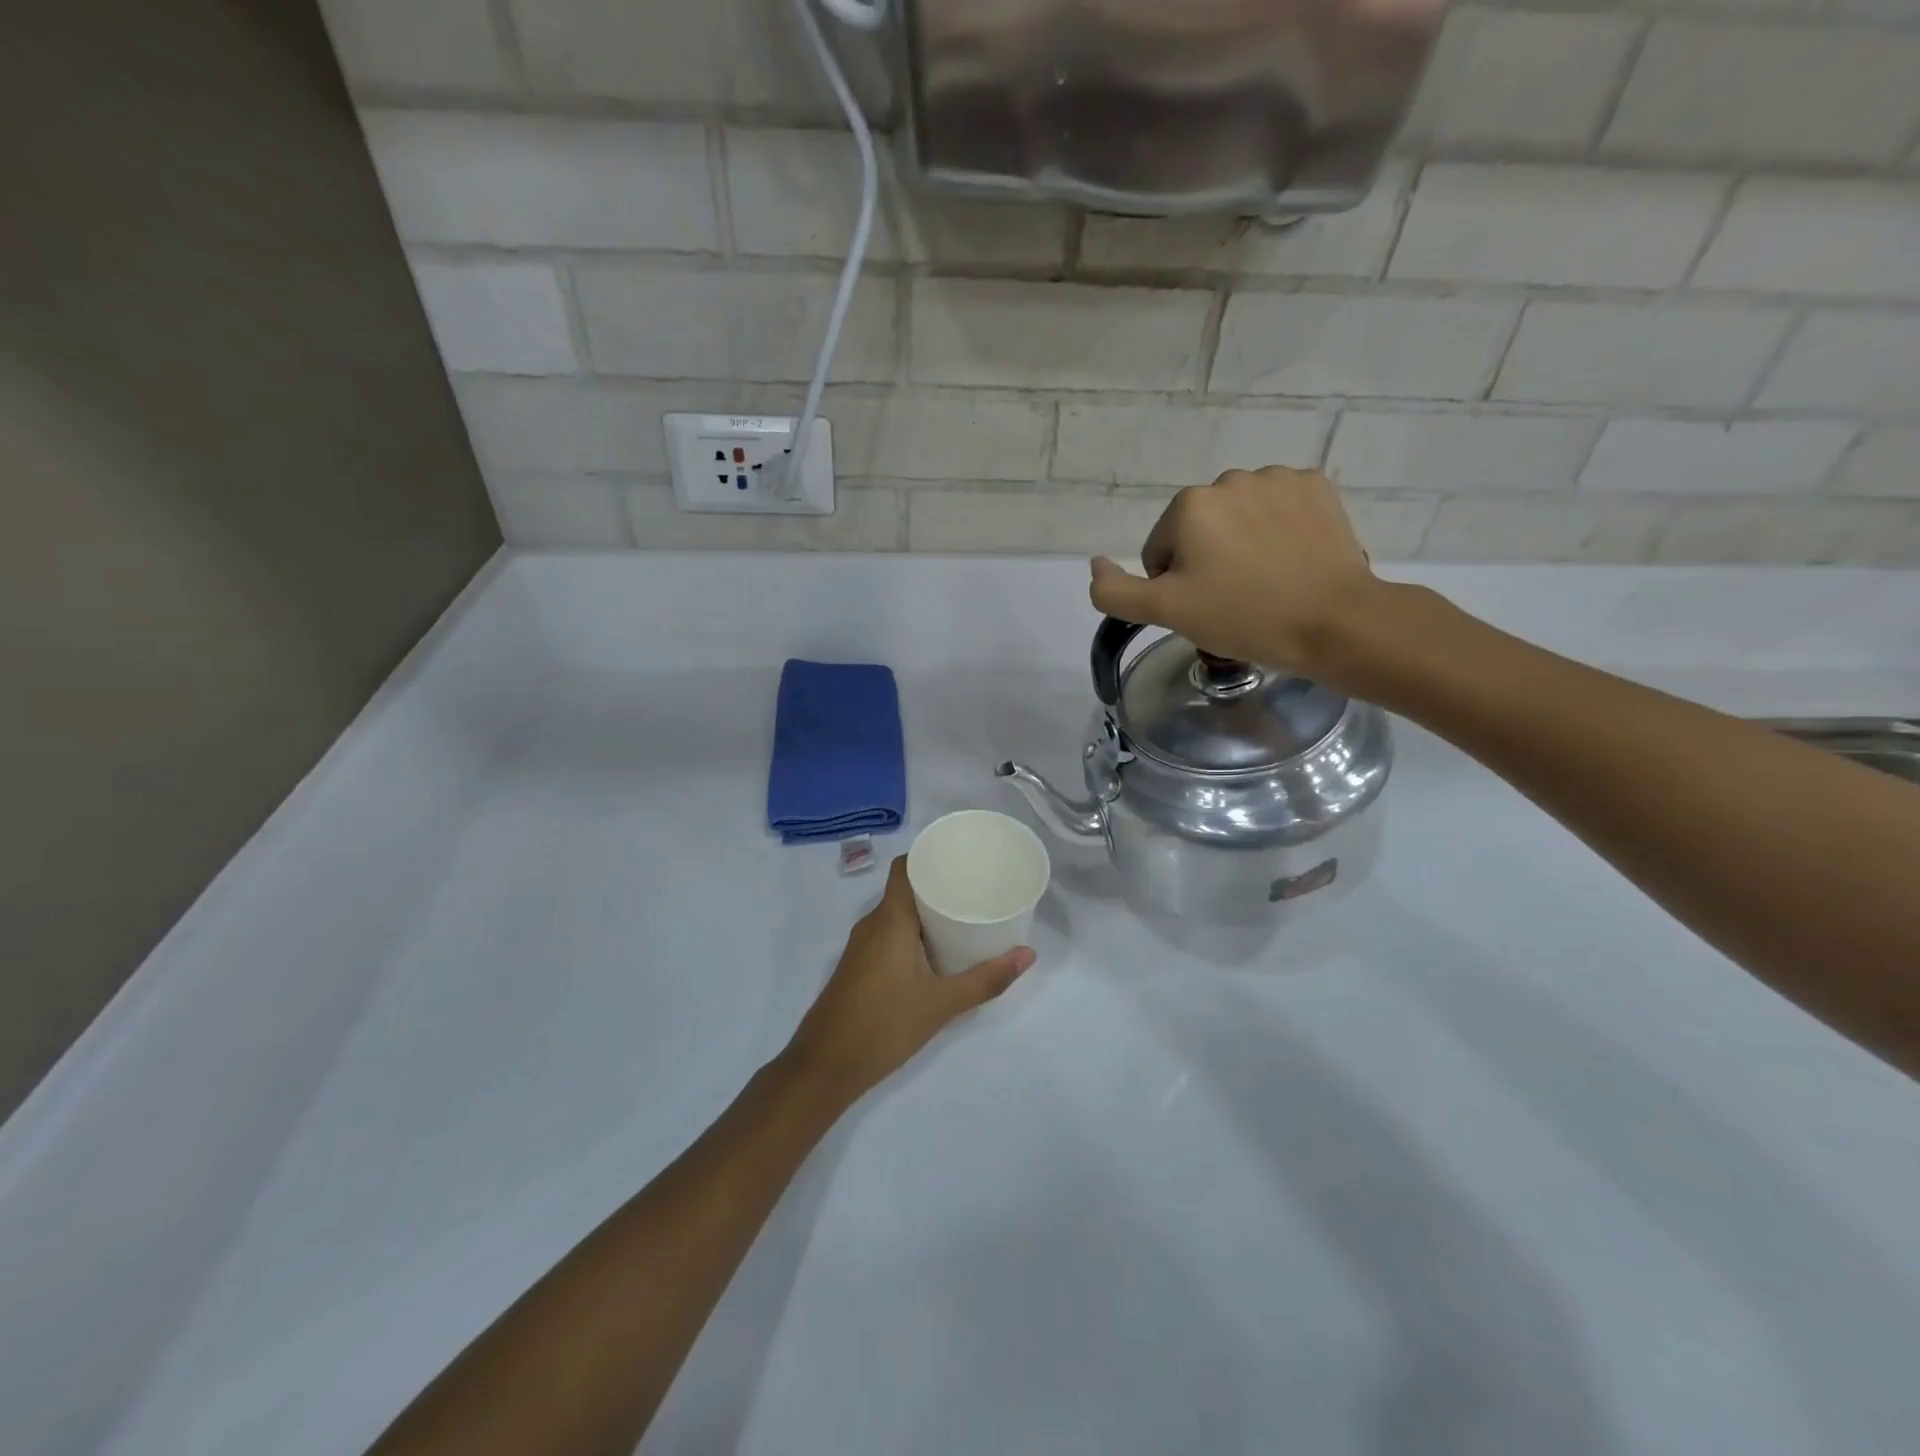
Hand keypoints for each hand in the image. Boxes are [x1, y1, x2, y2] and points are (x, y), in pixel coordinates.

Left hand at [784, 857, 1034, 1105]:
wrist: (824, 1067)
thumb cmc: (883, 1025)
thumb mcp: (941, 1004)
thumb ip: (985, 979)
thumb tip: (1028, 954)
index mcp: (889, 919)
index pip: (905, 867)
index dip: (930, 855)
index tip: (962, 857)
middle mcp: (872, 924)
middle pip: (905, 889)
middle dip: (939, 885)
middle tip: (976, 888)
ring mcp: (861, 947)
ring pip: (897, 915)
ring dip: (927, 913)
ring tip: (964, 916)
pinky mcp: (859, 967)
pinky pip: (889, 935)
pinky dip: (914, 934)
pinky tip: (937, 952)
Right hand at [1087, 467, 1380, 685]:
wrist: (1334, 621)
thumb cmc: (1243, 617)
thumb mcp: (1166, 613)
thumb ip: (1116, 592)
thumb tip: (1095, 565)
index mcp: (1189, 505)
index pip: (1161, 551)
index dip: (1176, 585)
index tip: (1205, 607)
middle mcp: (1230, 479)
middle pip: (1200, 529)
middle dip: (1208, 560)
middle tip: (1235, 598)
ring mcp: (1279, 478)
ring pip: (1240, 517)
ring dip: (1243, 543)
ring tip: (1267, 581)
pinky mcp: (1317, 486)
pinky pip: (1280, 507)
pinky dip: (1280, 529)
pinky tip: (1293, 559)